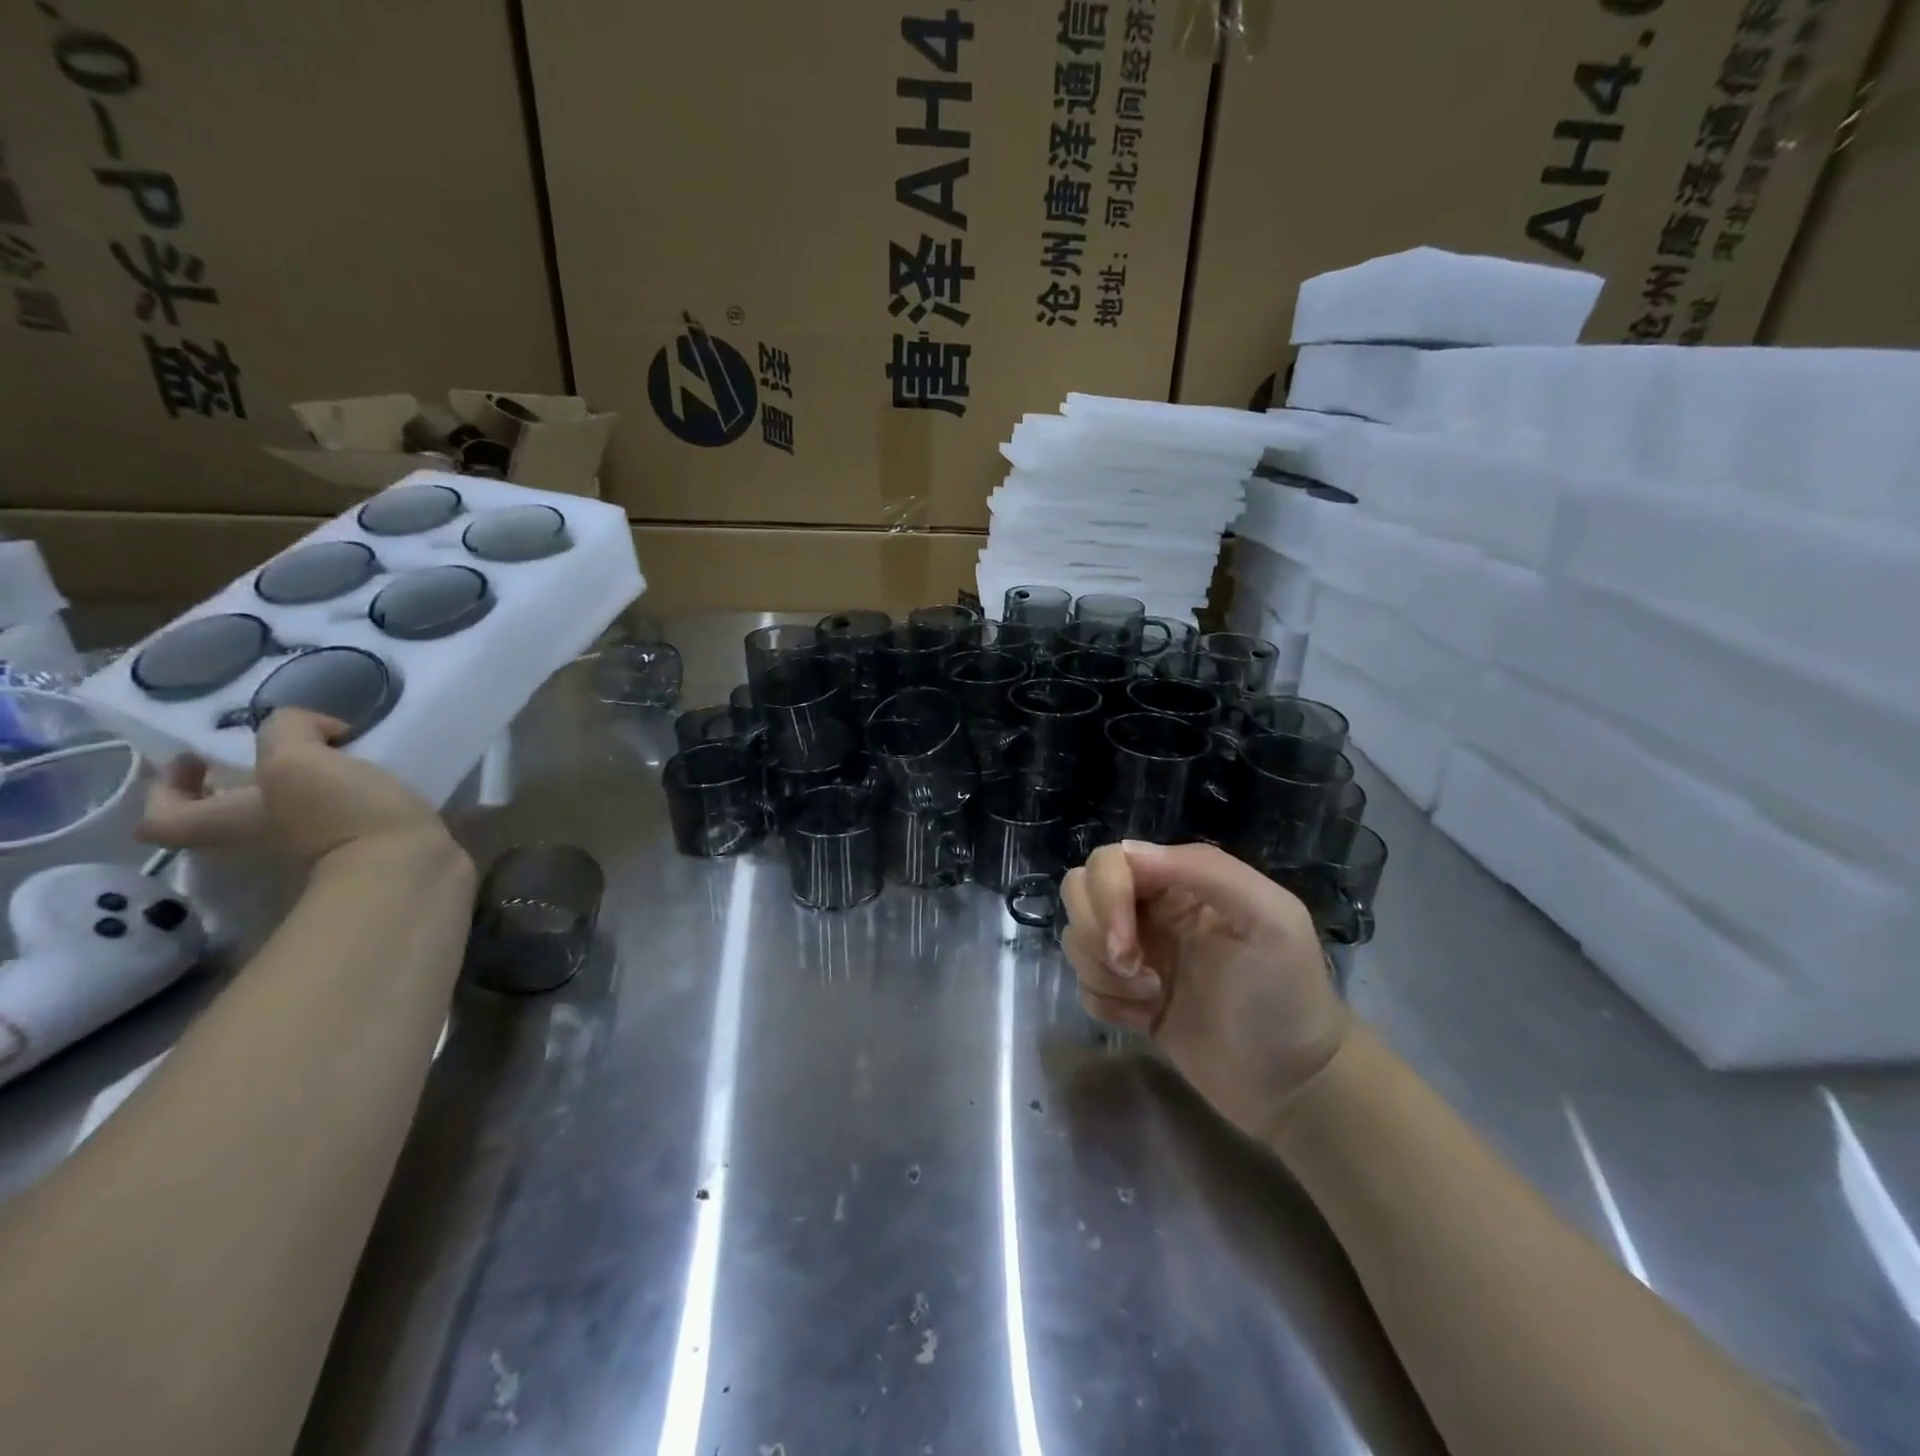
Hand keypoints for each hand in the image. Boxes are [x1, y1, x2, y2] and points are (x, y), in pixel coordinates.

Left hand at [137, 709, 448, 865]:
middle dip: (252, 780)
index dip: (168, 786)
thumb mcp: (298, 760)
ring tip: (343, 758)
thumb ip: (288, 731)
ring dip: (308, 786)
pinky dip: (352, 798)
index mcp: (230, 821)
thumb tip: (315, 730)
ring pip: (292, 813)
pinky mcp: (362, 851)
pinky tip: (378, 780)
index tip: (199, 758)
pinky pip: (342, 819)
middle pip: (234, 813)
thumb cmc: (341, 816)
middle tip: (284, 751)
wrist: (408, 869)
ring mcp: (314, 851)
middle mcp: (262, 841)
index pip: (164, 816)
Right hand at [1060, 841, 1350, 1142]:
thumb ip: (1206, 870)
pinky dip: (1104, 1001)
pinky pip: (1084, 984)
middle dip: (1096, 931)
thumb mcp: (1270, 917)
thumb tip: (1127, 852)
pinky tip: (1145, 1017)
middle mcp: (1152, 910)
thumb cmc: (1286, 995)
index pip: (1111, 862)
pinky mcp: (1127, 999)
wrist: (1295, 1085)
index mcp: (1181, 882)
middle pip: (1080, 890)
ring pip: (1077, 937)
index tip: (1128, 945)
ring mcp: (1137, 955)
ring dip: (1101, 969)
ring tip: (1150, 995)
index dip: (1106, 897)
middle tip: (1134, 968)